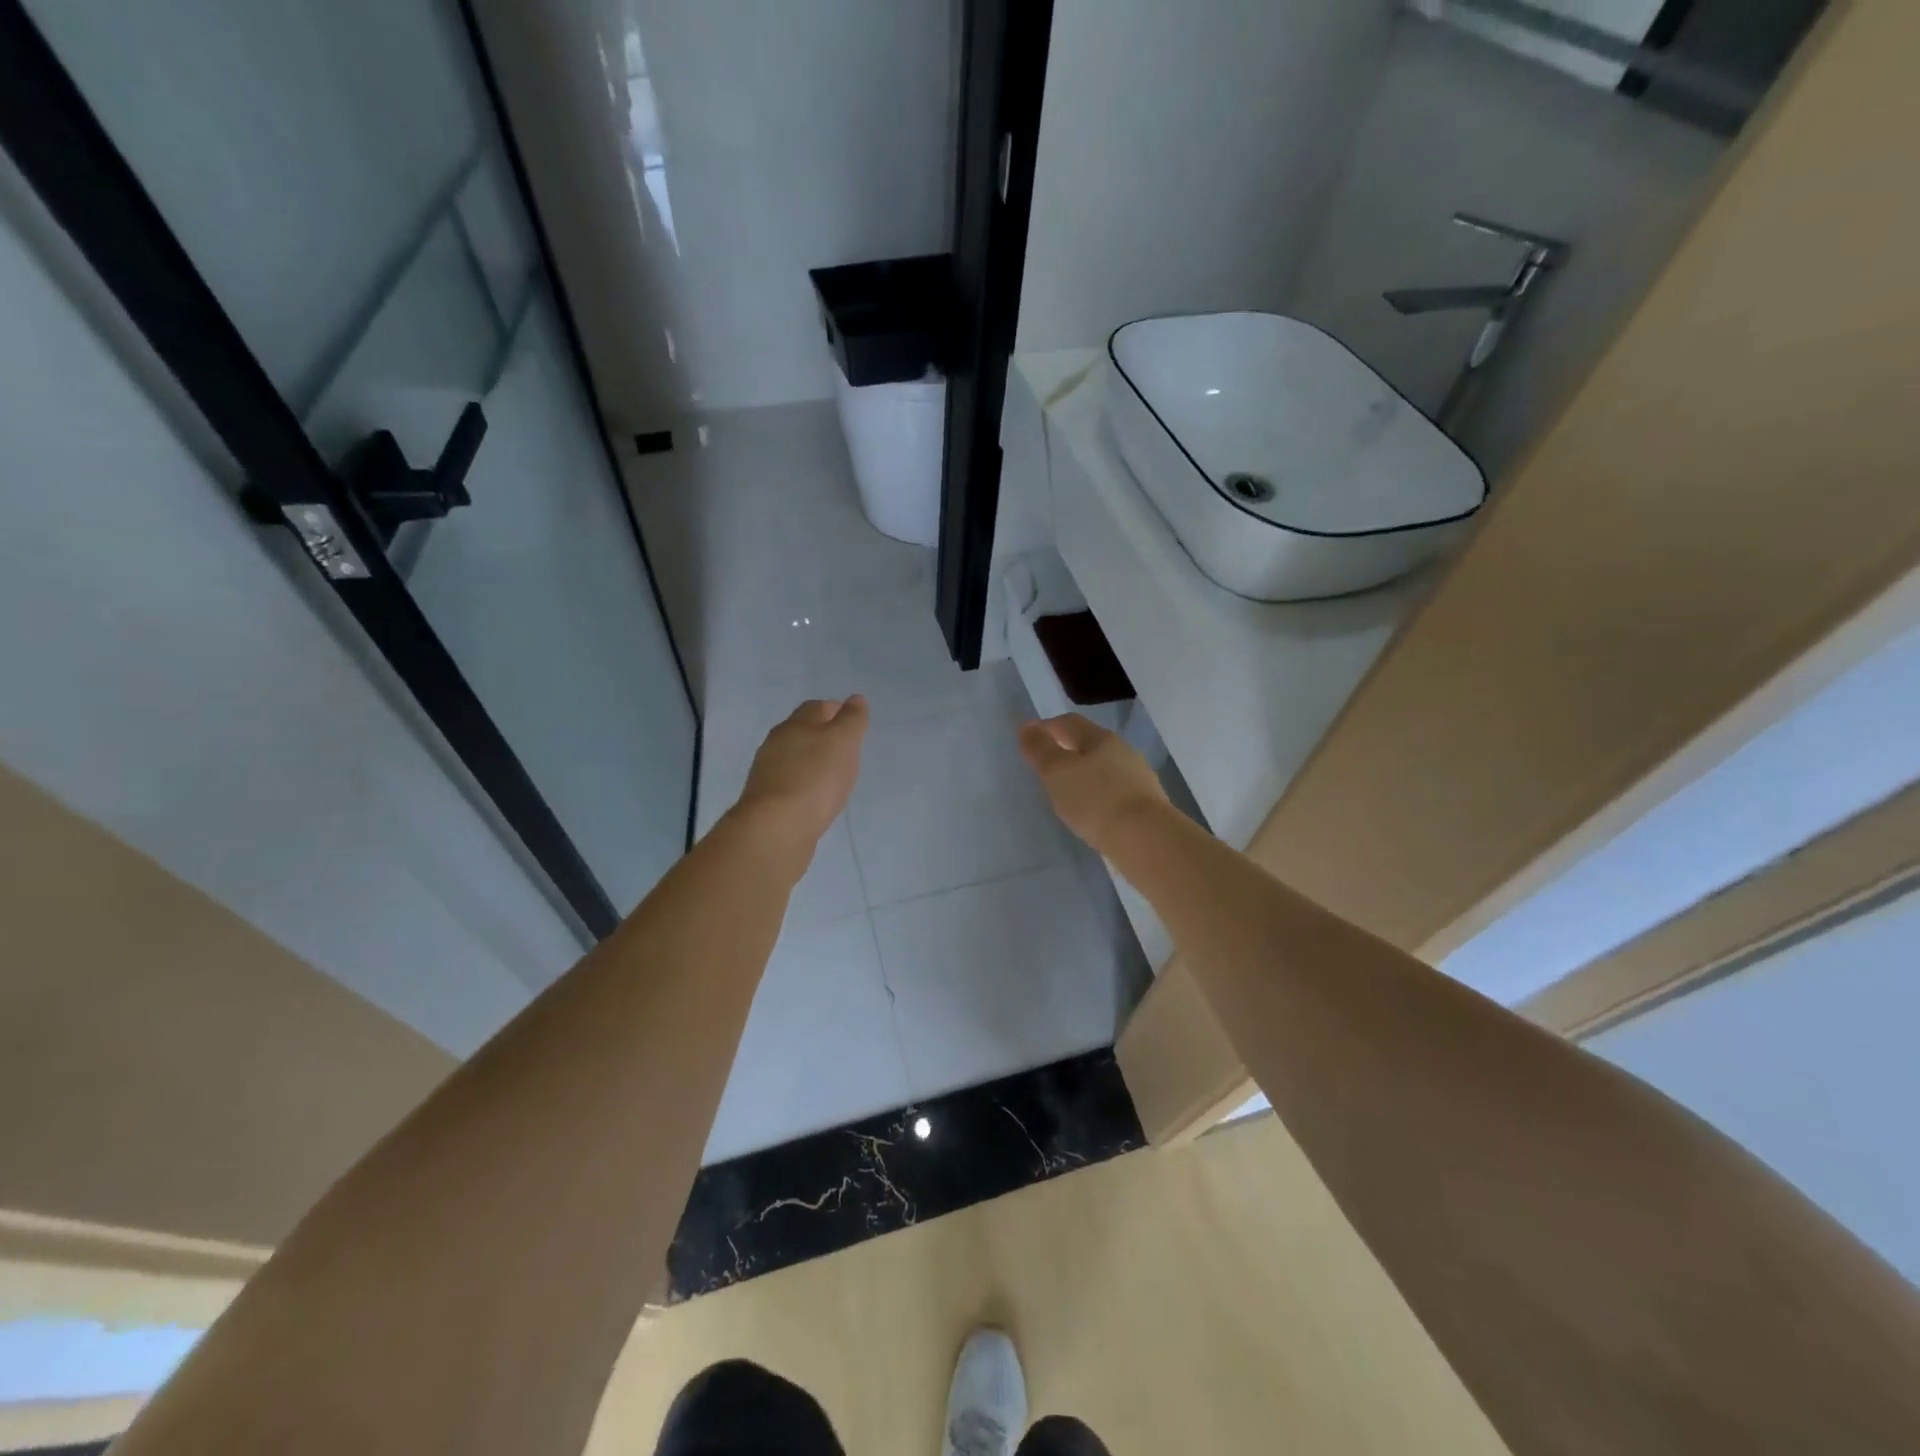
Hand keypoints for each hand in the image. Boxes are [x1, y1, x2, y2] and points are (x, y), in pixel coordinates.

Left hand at [732, 696, 869, 851]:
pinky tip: (815, 798)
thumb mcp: (842, 743)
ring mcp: (768, 773)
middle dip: (823, 736)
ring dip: (812, 762)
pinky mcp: (767, 801)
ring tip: (833, 776)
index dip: (836, 711)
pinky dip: (804, 785)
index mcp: (795, 724)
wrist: (776, 828)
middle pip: (802, 731)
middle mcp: (776, 743)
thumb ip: (851, 720)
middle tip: (846, 750)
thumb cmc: (815, 778)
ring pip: (794, 758)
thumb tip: (855, 699)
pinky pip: (790, 784)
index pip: (817, 708)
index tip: (854, 724)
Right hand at [1017, 713, 1170, 855]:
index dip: (1048, 727)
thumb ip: (1040, 749)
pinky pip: (1115, 792)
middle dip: (1068, 751)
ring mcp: (1138, 778)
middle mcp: (1123, 752)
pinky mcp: (1145, 804)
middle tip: (1047, 766)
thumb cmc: (1095, 800)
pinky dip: (1099, 795)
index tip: (1030, 739)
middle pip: (1090, 744)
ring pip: (1104, 768)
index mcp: (1101, 738)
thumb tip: (1027, 726)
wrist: (1145, 839)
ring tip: (1067, 792)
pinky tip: (1092, 812)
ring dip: (1085, 775)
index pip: (1069, 723)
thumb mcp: (1057, 772)